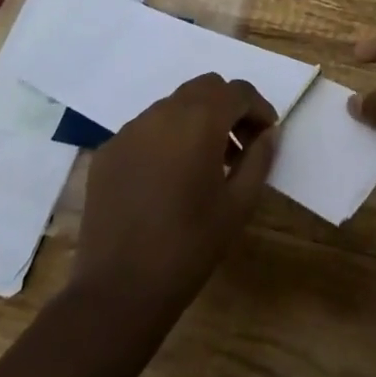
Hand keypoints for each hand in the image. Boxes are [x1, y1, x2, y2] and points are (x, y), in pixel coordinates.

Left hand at [71, 73, 277, 316]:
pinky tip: (167, 179)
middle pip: (205, 88)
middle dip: (228, 108)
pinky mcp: (108, 151)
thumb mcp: (239, 204)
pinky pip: (146, 129)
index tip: (266, 136)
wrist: (119, 289)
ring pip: (173, 105)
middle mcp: (162, 112)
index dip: (259, 109)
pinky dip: (165, 139)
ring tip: (204, 165)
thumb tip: (268, 133)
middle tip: (239, 147)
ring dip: (196, 121)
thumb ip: (259, 159)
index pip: (238, 91)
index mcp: (199, 120)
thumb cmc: (190, 246)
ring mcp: (130, 130)